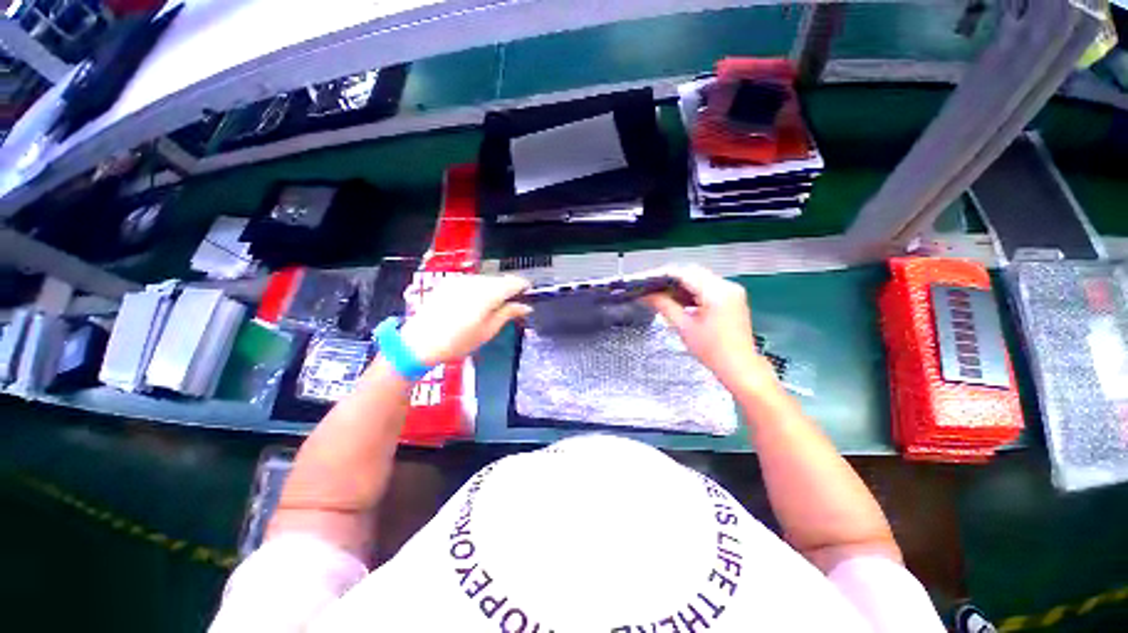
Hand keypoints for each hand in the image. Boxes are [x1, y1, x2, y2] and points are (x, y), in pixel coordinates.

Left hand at [399, 274, 531, 364]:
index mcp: (488, 294)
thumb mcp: (488, 331)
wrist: (419, 343)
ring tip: (495, 306)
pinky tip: (477, 303)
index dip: (524, 286)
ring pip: (487, 280)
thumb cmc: (458, 342)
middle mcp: (475, 281)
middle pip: (500, 280)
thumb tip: (526, 307)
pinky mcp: (449, 283)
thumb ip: (509, 314)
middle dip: (509, 289)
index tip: (530, 293)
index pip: (513, 282)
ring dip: (495, 289)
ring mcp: (460, 280)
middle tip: (514, 305)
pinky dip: (481, 289)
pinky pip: (473, 282)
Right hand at [645, 265, 775, 393]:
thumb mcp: (684, 327)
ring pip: (700, 277)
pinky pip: (709, 286)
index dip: (663, 275)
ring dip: (682, 284)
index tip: (647, 281)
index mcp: (716, 292)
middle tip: (653, 289)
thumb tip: (647, 295)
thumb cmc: (712, 350)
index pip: (684, 273)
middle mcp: (727, 286)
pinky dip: (693, 290)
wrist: (739, 367)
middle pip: (693, 272)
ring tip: (663, 295)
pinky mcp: (733, 297)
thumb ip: (664, 305)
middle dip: (671, 279)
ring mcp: (732, 291)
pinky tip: (681, 300)